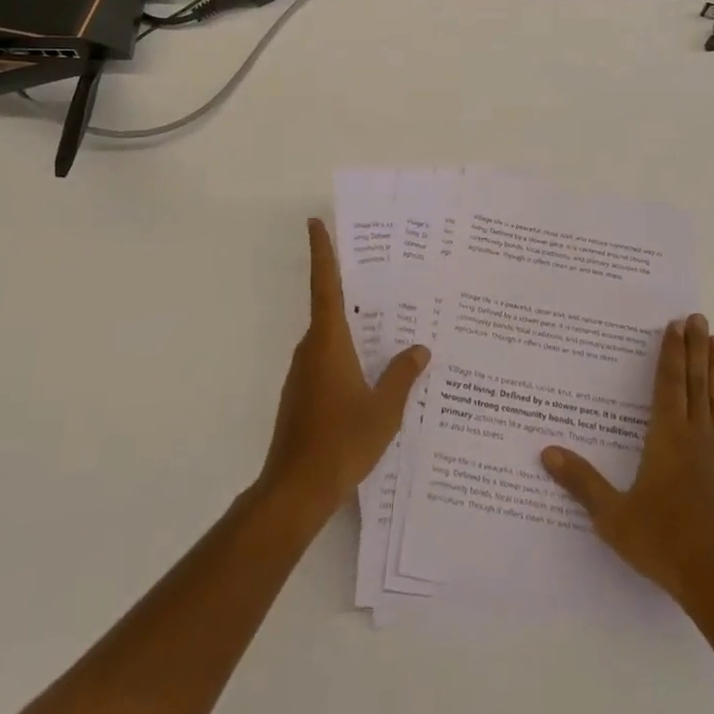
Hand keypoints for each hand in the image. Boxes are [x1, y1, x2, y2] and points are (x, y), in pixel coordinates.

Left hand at [257, 219, 429, 526]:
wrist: (295, 491)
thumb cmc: (341, 443)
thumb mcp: (384, 410)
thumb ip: (402, 376)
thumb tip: (419, 349)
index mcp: (329, 342)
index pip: (325, 285)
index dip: (321, 252)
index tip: (315, 222)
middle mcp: (312, 349)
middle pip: (330, 307)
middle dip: (352, 290)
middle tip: (385, 275)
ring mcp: (303, 373)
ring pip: (330, 337)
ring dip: (353, 327)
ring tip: (390, 325)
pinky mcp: (301, 395)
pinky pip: (327, 360)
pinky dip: (347, 355)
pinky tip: (372, 371)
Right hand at [541, 313, 713, 611]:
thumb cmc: (665, 544)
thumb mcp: (613, 516)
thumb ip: (582, 482)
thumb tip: (546, 452)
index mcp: (666, 439)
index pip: (668, 385)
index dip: (671, 354)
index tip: (676, 325)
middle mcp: (697, 438)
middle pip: (696, 383)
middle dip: (696, 349)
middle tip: (699, 318)